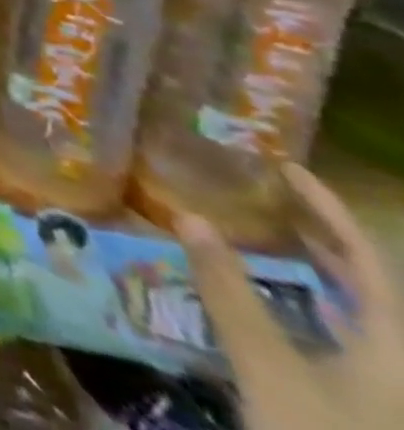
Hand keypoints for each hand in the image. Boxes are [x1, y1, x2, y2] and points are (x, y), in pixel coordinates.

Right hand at [181, 162, 403, 429]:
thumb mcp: (270, 371)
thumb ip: (229, 294)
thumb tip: (189, 215)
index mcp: (396, 346)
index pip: (370, 259)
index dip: (329, 209)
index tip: (285, 165)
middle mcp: (402, 361)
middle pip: (373, 288)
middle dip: (323, 236)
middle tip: (267, 193)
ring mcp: (391, 389)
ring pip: (366, 317)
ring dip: (320, 272)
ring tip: (269, 235)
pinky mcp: (370, 406)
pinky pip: (352, 340)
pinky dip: (317, 307)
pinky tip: (283, 303)